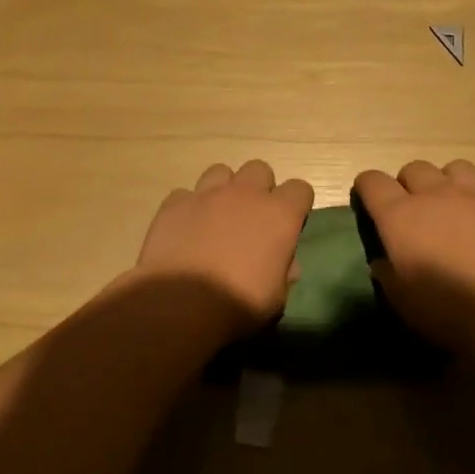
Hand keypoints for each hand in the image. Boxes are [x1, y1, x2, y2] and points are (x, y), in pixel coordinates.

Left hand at [133, 161, 313, 332]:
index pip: (300, 188)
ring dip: (223, 190)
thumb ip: (284, 271)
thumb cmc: (237, 303)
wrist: (181, 304)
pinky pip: (184, 194)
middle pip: (259, 169)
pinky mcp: (174, 204)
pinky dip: (188, 207)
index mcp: (279, 215)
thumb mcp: (276, 297)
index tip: (290, 223)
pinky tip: (185, 228)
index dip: (297, 204)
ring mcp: (206, 195)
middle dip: (259, 188)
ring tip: (217, 216)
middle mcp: (245, 195)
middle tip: (252, 217)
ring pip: (220, 172)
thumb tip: (286, 264)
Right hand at [353, 159, 474, 349]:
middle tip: (412, 211)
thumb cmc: (444, 308)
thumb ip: (387, 273)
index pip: (373, 181)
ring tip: (451, 207)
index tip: (368, 202)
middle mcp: (436, 196)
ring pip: (456, 168)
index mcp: (400, 215)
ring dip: (447, 183)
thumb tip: (384, 262)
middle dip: (408, 184)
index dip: (367, 188)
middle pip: (414, 168)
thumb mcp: (400, 299)